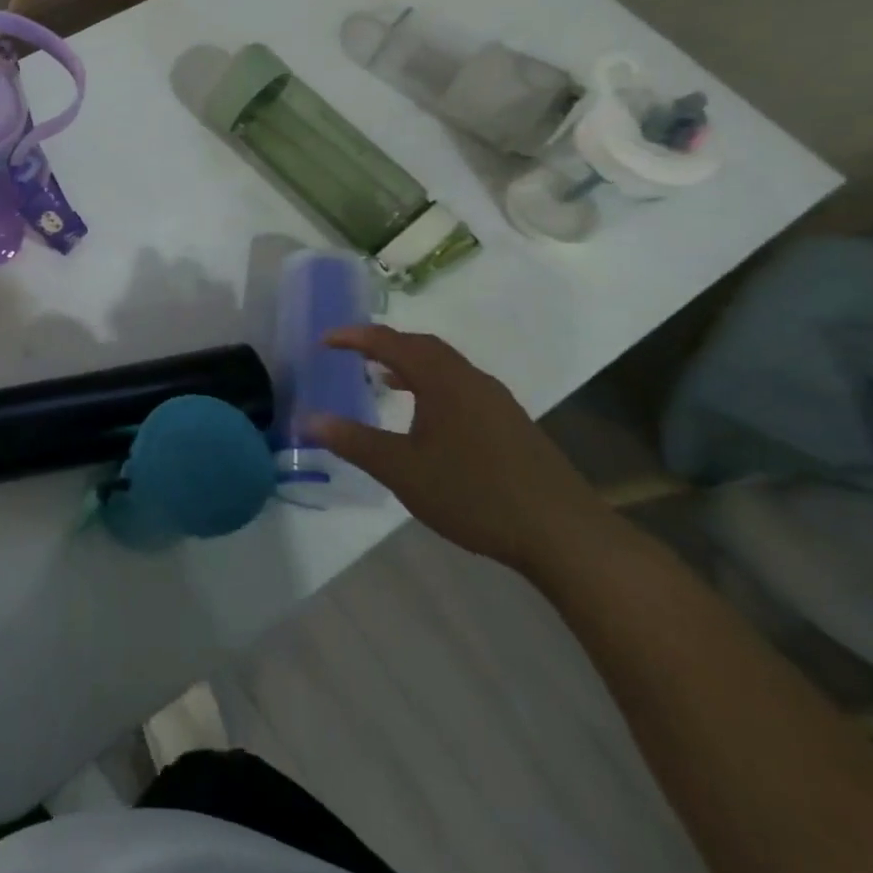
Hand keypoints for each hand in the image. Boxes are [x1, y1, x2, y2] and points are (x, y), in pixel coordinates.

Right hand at [309, 326, 612, 573]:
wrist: (565, 535)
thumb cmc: (474, 494)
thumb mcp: (401, 470)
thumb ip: (353, 441)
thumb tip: (307, 419)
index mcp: (443, 381)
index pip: (391, 342)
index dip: (354, 337)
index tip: (324, 341)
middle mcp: (472, 381)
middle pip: (423, 346)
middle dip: (384, 344)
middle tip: (350, 353)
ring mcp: (497, 403)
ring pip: (445, 367)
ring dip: (409, 364)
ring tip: (381, 378)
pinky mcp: (511, 426)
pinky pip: (460, 386)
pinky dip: (431, 385)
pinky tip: (425, 416)